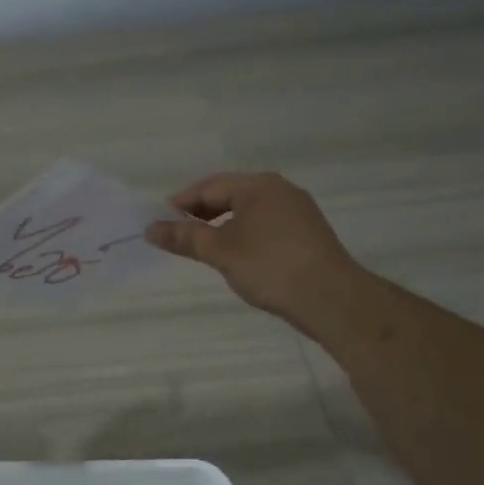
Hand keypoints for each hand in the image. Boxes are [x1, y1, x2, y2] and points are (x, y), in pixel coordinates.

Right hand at [146, 172, 354, 326]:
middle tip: (176, 236)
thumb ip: (184, 237)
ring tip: (202, 249)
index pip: (208, 186)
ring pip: (248, 212)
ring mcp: (297, 211)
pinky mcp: (307, 233)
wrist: (332, 299)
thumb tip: (150, 229)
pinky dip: (243, 235)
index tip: (158, 223)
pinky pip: (265, 225)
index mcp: (258, 185)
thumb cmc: (270, 267)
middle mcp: (280, 190)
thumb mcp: (220, 252)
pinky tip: (236, 256)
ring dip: (221, 226)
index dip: (179, 204)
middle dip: (200, 214)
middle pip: (229, 195)